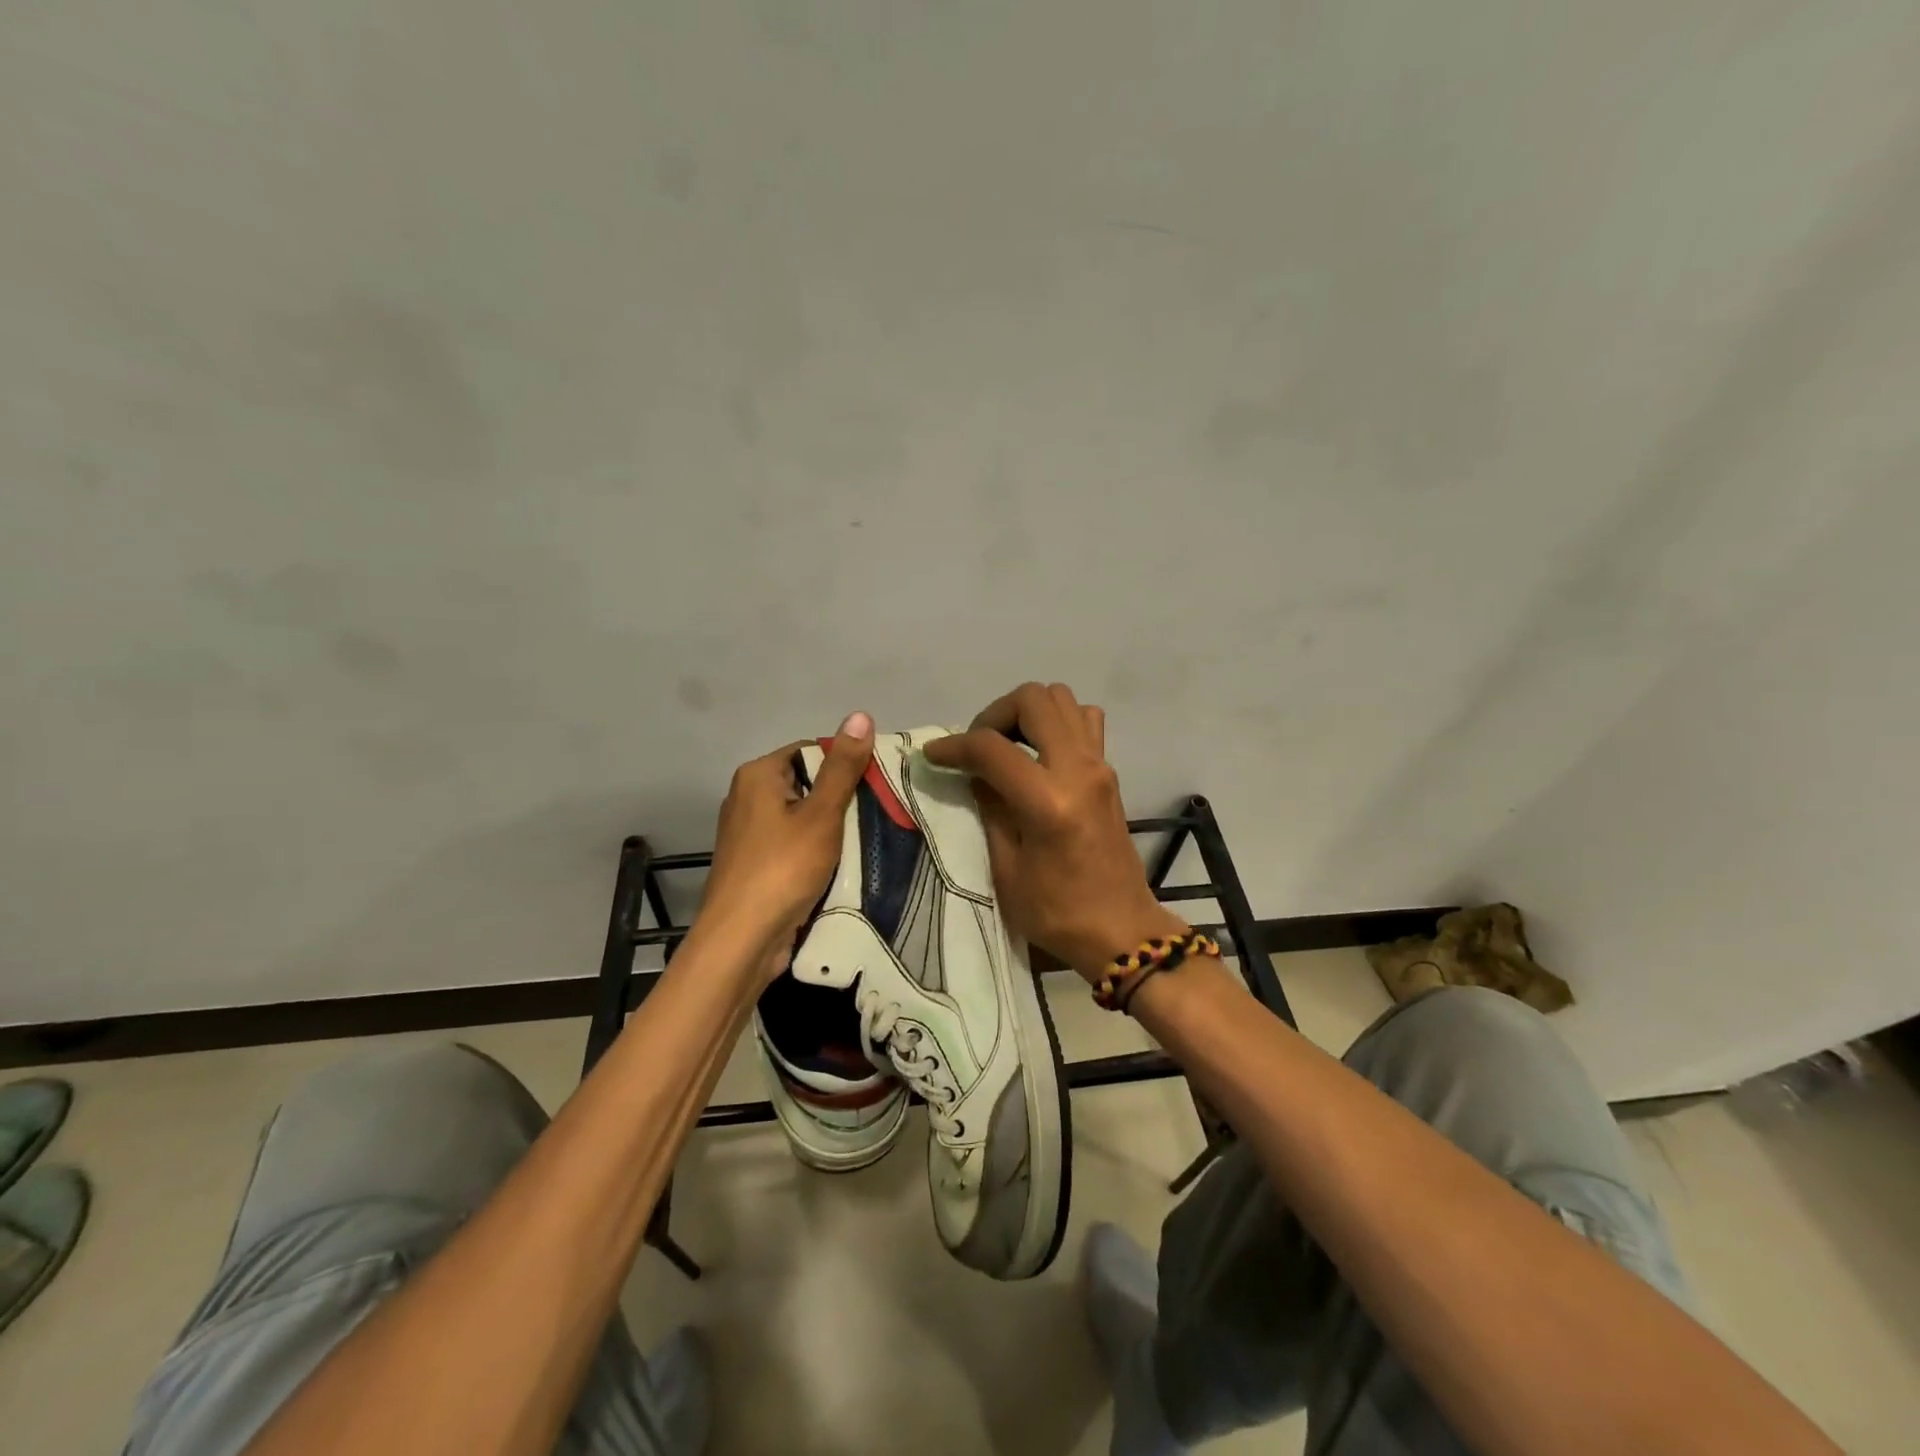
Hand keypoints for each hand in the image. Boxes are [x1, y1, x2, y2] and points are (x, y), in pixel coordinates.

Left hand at [698, 711, 874, 981]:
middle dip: (841, 799)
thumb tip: (860, 715)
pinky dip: (816, 850)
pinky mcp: (755, 862)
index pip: (812, 751)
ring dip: (832, 828)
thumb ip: (843, 767)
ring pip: (803, 817)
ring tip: (865, 840)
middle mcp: (747, 796)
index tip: (877, 787)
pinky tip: (840, 865)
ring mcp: (749, 832)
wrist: (742, 940)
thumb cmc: (783, 868)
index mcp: (758, 775)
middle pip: (808, 783)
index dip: (846, 765)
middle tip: (878, 814)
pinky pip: (794, 844)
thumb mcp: (822, 814)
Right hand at [923, 683, 1184, 977]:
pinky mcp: (1109, 771)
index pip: (992, 747)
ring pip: (1062, 699)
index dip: (954, 746)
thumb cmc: (1057, 912)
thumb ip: (990, 810)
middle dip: (995, 714)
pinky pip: (1084, 720)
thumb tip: (975, 773)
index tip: (934, 755)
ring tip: (1007, 746)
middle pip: (1033, 699)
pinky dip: (1057, 722)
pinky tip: (1040, 753)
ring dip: (1027, 712)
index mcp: (1048, 801)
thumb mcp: (1007, 869)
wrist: (1121, 929)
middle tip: (978, 747)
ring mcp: (1100, 765)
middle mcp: (1079, 769)